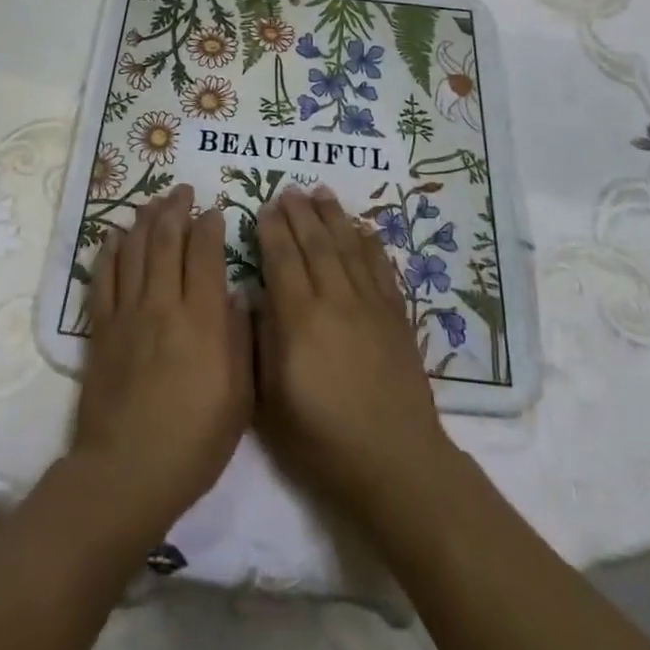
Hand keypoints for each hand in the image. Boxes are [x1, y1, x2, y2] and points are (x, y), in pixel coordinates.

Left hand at [71, 185, 252, 537]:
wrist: (127, 472)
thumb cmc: (194, 441)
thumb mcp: (239, 396)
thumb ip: (240, 339)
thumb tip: (236, 296)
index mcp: (203, 319)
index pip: (206, 254)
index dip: (210, 226)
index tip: (215, 209)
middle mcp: (164, 304)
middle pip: (166, 240)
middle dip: (176, 209)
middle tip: (182, 190)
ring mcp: (128, 313)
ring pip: (134, 250)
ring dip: (144, 220)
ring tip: (153, 201)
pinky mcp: (101, 329)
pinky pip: (103, 278)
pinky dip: (109, 251)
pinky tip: (114, 234)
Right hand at [254, 185, 459, 523]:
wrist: (393, 461)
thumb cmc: (321, 438)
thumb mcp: (271, 399)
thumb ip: (261, 340)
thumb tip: (254, 295)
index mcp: (299, 319)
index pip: (282, 259)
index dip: (272, 230)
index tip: (264, 207)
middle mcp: (335, 300)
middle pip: (315, 244)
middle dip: (300, 213)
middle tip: (289, 188)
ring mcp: (369, 305)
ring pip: (348, 247)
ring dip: (333, 216)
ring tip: (321, 192)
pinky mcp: (395, 315)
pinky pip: (381, 267)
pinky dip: (370, 243)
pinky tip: (362, 227)